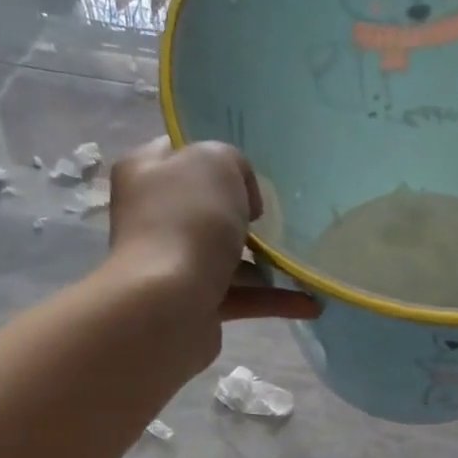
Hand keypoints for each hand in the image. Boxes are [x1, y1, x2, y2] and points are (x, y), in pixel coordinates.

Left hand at [108, 137, 320, 324]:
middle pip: (207, 208)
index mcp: (147, 172)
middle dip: (246, 215)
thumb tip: (243, 202)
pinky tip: (310, 304)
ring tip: (307, 264)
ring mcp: (172, 263)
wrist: (167, 304)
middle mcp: (154, 216)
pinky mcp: (193, 303)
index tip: (252, 174)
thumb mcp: (217, 163)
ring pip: (227, 257)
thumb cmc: (188, 221)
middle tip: (282, 217)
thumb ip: (234, 164)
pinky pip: (241, 297)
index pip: (182, 153)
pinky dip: (274, 299)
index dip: (217, 158)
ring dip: (268, 263)